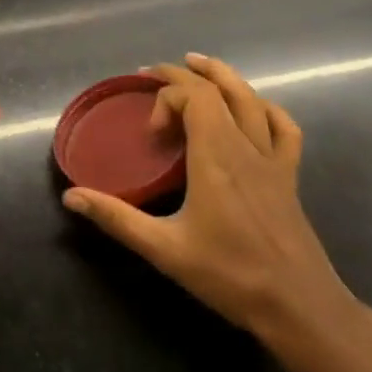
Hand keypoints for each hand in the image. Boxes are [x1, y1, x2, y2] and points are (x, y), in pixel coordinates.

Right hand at [62, 52, 350, 333]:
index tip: (150, 133)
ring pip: (251, 99)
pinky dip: (264, 107)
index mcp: (216, 156)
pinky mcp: (289, 176)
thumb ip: (117, 219)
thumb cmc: (231, 275)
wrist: (300, 308)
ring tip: (197, 64)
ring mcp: (273, 159)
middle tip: (153, 73)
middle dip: (183, 75)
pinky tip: (251, 107)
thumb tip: (71, 197)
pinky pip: (283, 127)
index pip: (194, 96)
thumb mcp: (165, 249)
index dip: (165, 97)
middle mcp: (245, 146)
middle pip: (218, 89)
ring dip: (222, 76)